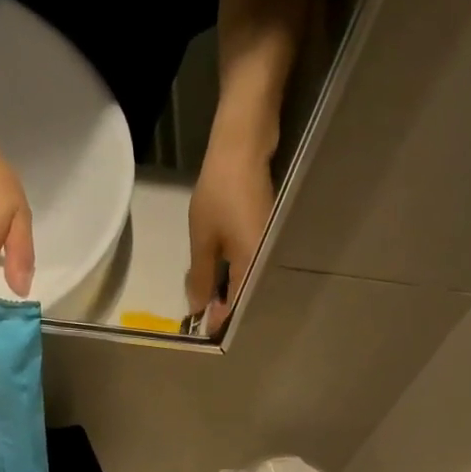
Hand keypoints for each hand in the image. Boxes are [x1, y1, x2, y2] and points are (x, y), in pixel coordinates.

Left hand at [186, 132, 275, 335]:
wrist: (243, 145)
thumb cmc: (220, 193)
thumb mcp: (203, 239)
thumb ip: (202, 277)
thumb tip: (199, 309)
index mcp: (253, 266)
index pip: (239, 306)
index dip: (220, 319)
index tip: (202, 326)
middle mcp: (267, 261)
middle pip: (247, 296)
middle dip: (225, 307)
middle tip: (202, 311)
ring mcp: (270, 247)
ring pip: (249, 280)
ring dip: (229, 290)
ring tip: (207, 295)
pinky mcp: (268, 234)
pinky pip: (251, 264)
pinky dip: (235, 272)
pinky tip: (220, 271)